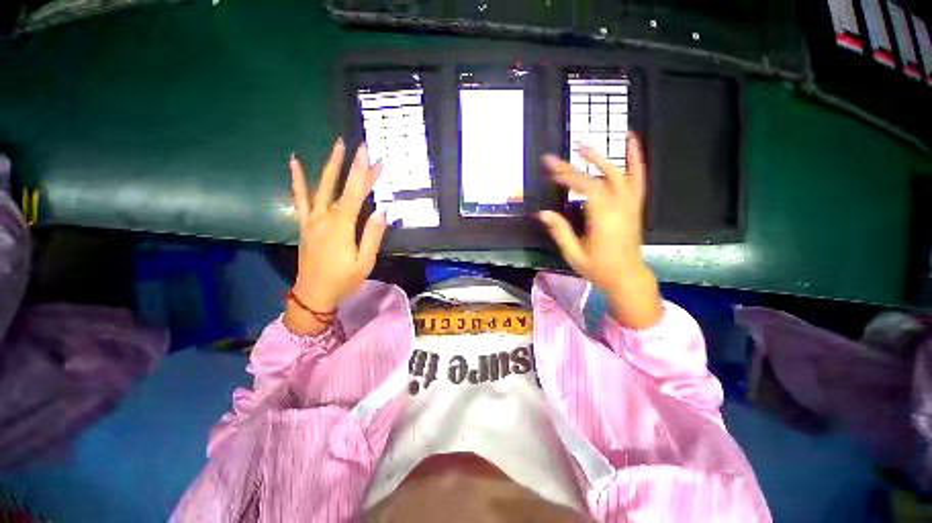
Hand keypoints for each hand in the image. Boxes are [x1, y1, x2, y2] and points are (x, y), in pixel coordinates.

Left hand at [284, 139, 386, 335]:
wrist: (313, 294)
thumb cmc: (343, 280)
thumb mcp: (364, 261)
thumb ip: (372, 235)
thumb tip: (382, 211)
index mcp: (341, 227)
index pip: (354, 193)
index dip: (363, 173)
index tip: (370, 155)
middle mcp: (324, 218)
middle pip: (340, 186)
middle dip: (352, 166)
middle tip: (362, 146)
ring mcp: (311, 220)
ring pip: (321, 187)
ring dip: (330, 165)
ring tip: (337, 145)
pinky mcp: (305, 225)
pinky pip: (300, 199)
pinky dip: (298, 180)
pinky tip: (295, 163)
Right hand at [538, 133, 662, 328]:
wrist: (627, 277)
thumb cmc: (599, 269)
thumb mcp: (574, 254)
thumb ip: (560, 232)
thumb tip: (542, 213)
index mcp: (604, 219)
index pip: (585, 188)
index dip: (567, 175)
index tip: (550, 168)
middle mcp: (620, 207)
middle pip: (598, 179)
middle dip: (576, 167)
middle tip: (558, 158)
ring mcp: (630, 205)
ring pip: (619, 174)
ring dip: (601, 158)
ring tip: (584, 145)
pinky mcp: (634, 206)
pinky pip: (638, 179)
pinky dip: (636, 158)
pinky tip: (631, 141)